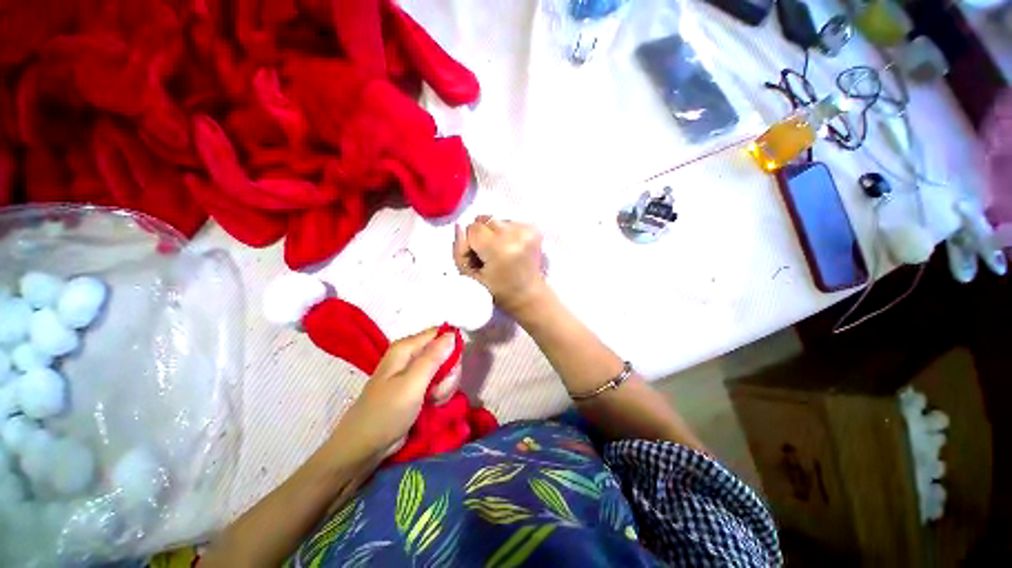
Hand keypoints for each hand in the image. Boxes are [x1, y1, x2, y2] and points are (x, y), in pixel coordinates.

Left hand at [329, 328, 457, 462]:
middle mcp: (412, 355)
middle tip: (438, 390)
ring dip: (445, 386)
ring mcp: (416, 372)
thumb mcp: (412, 383)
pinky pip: (440, 383)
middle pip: (446, 352)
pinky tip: (432, 404)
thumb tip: (452, 334)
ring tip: (432, 400)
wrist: (366, 446)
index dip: (452, 347)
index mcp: (407, 348)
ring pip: (445, 370)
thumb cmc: (386, 412)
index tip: (451, 368)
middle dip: (448, 372)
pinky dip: (441, 394)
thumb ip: (433, 357)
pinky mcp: (420, 387)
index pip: (440, 334)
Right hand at [453, 217, 547, 314]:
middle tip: (487, 255)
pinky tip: (511, 248)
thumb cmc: (498, 290)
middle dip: (481, 235)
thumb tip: (459, 226)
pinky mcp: (535, 230)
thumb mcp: (470, 276)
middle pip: (485, 219)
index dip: (470, 244)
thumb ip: (459, 250)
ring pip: (497, 220)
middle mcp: (515, 235)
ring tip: (500, 252)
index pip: (473, 228)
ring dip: (494, 233)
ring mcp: (527, 231)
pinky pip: (511, 222)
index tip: (476, 259)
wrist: (529, 295)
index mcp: (499, 248)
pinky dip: (507, 233)